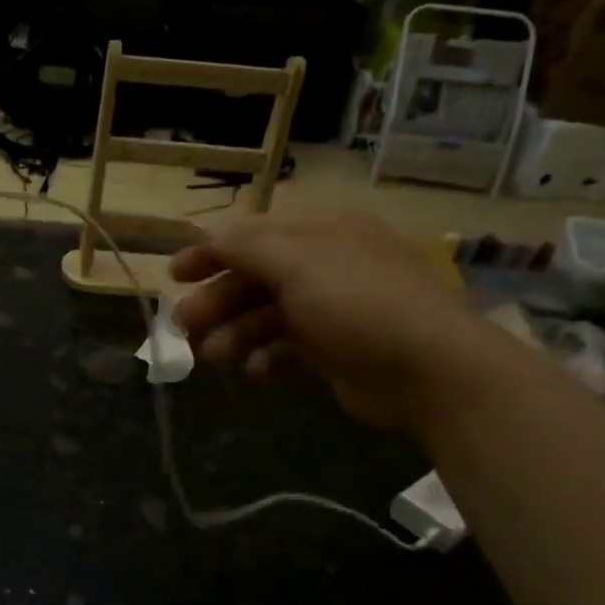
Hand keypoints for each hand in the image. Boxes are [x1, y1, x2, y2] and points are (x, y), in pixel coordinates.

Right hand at [171, 212, 508, 432]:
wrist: (430, 371)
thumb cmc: (358, 302)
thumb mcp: (297, 262)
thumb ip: (246, 246)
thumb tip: (206, 233)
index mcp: (319, 234)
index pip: (253, 235)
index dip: (210, 252)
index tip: (173, 275)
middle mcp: (323, 267)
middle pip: (253, 279)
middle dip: (216, 302)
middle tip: (184, 328)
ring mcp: (329, 311)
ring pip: (263, 318)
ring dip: (234, 335)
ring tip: (217, 357)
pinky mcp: (332, 352)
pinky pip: (284, 349)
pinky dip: (265, 358)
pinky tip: (256, 370)